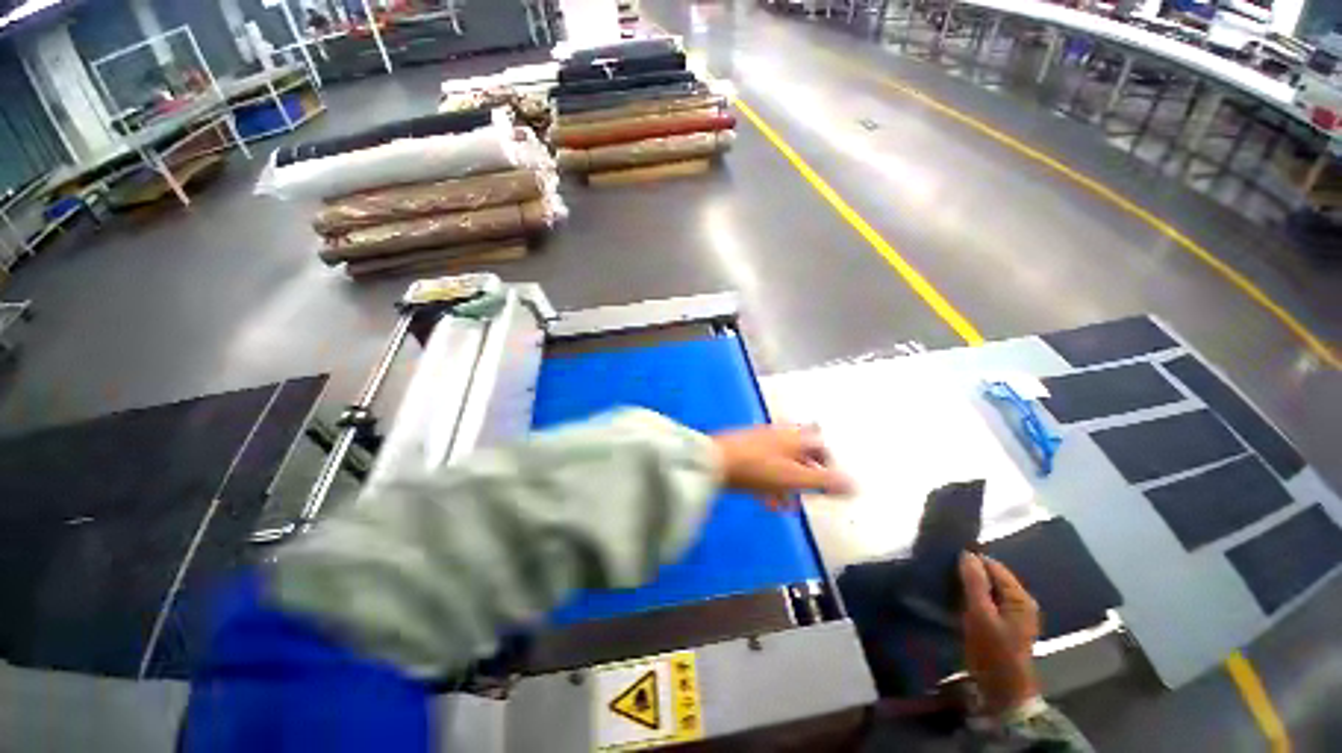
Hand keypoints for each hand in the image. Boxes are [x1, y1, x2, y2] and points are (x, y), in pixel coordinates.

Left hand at [712, 424, 853, 508]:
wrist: (713, 462)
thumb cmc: (758, 468)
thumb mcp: (795, 478)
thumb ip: (825, 482)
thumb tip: (856, 486)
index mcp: (793, 437)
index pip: (820, 445)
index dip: (829, 463)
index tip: (830, 483)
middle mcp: (778, 435)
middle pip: (800, 454)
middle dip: (807, 475)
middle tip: (810, 495)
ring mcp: (758, 442)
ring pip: (781, 463)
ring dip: (788, 483)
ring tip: (790, 504)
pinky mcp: (743, 452)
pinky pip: (764, 468)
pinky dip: (770, 483)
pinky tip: (769, 501)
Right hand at [960, 553, 1041, 716]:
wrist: (1002, 691)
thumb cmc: (993, 651)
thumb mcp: (981, 615)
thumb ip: (975, 584)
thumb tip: (966, 554)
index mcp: (1020, 598)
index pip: (994, 566)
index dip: (971, 561)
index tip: (946, 561)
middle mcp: (1020, 602)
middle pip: (992, 577)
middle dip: (969, 573)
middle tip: (943, 573)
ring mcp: (1013, 615)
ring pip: (988, 589)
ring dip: (969, 586)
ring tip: (946, 584)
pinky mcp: (1004, 625)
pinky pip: (987, 601)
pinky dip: (972, 597)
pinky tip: (957, 600)